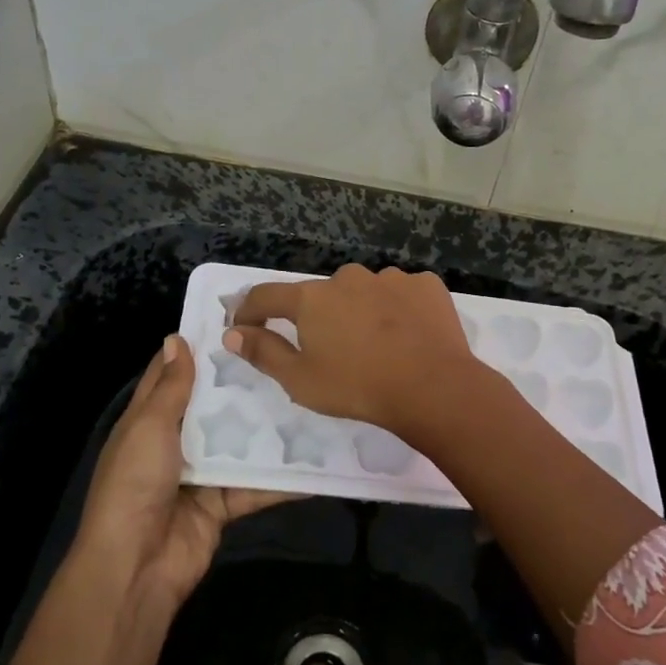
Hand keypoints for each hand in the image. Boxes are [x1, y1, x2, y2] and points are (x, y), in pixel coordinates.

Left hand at [74, 336, 295, 609]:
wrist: (136, 566)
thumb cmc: (135, 484)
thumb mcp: (149, 427)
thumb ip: (170, 387)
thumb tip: (176, 337)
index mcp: (149, 420)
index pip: (172, 375)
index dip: (197, 348)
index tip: (234, 320)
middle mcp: (175, 442)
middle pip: (213, 406)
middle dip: (243, 383)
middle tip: (286, 351)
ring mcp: (201, 474)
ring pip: (240, 442)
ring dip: (269, 426)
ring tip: (310, 396)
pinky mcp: (224, 504)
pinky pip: (257, 485)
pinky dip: (283, 477)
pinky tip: (318, 458)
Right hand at [222, 264, 482, 441]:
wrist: (432, 387)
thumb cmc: (357, 387)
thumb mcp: (300, 380)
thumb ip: (263, 352)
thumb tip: (232, 333)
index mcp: (311, 298)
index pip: (267, 296)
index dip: (249, 311)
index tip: (244, 326)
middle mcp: (347, 277)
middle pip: (321, 295)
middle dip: (318, 318)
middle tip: (330, 351)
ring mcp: (390, 277)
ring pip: (364, 292)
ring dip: (361, 312)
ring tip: (376, 346)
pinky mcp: (425, 284)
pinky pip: (401, 294)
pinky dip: (398, 311)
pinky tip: (407, 336)